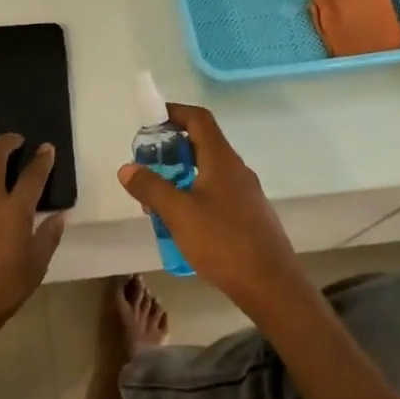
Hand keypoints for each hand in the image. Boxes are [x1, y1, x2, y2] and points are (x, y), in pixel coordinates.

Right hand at [115, 104, 310, 317]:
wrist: (272, 286)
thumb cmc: (223, 243)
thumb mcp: (178, 214)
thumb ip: (151, 187)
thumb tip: (127, 168)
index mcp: (222, 160)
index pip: (199, 119)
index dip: (174, 112)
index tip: (150, 119)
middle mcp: (236, 170)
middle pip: (202, 144)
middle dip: (171, 150)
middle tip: (146, 165)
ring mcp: (246, 193)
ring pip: (207, 172)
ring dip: (180, 176)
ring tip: (157, 199)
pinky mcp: (248, 216)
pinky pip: (216, 193)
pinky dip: (194, 195)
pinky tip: (181, 222)